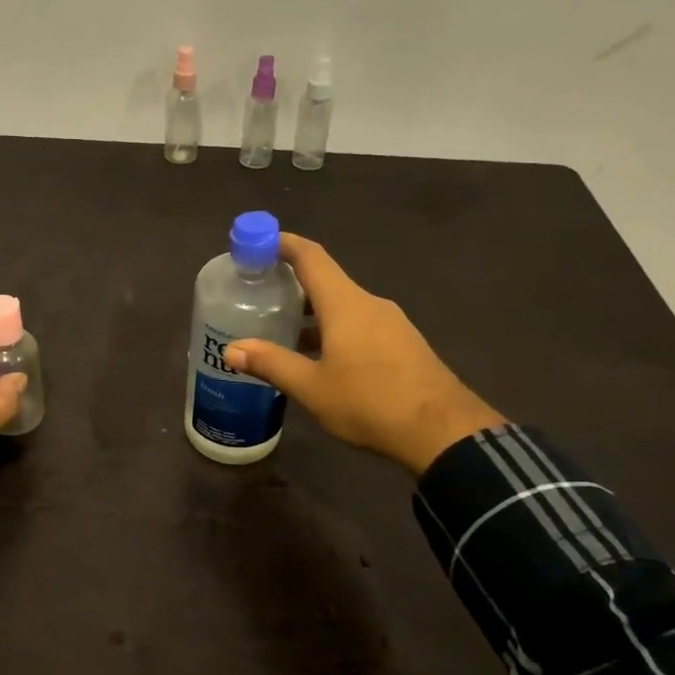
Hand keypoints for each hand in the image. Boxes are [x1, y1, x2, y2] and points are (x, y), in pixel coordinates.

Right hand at [224, 233, 505, 474]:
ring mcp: (392, 324)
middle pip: (327, 281)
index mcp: (346, 304)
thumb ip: (271, 363)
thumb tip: (231, 349)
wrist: (442, 432)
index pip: (311, 257)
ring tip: (284, 330)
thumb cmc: (370, 401)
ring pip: (344, 306)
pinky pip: (361, 325)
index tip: (257, 241)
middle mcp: (370, 304)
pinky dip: (335, 330)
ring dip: (314, 313)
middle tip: (260, 294)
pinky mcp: (404, 345)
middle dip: (293, 284)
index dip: (284, 244)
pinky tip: (321, 358)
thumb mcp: (312, 387)